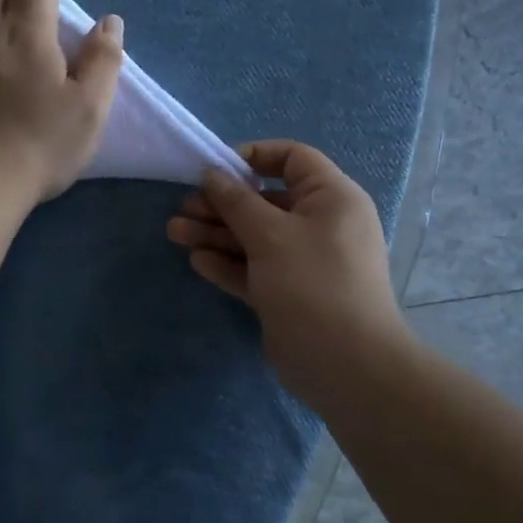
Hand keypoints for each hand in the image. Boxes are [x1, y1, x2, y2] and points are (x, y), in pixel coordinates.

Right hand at [167, 141, 407, 399]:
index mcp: (331, 198)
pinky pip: (256, 269)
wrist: (346, 365)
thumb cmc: (312, 283)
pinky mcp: (289, 293)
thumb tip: (212, 173)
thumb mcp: (271, 234)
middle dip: (223, 203)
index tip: (216, 169)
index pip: (293, 159)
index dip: (254, 157)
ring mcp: (305, 262)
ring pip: (256, 238)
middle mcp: (321, 224)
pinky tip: (198, 261)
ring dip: (217, 234)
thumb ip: (237, 201)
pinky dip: (229, 264)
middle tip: (184, 208)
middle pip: (266, 201)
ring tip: (176, 233)